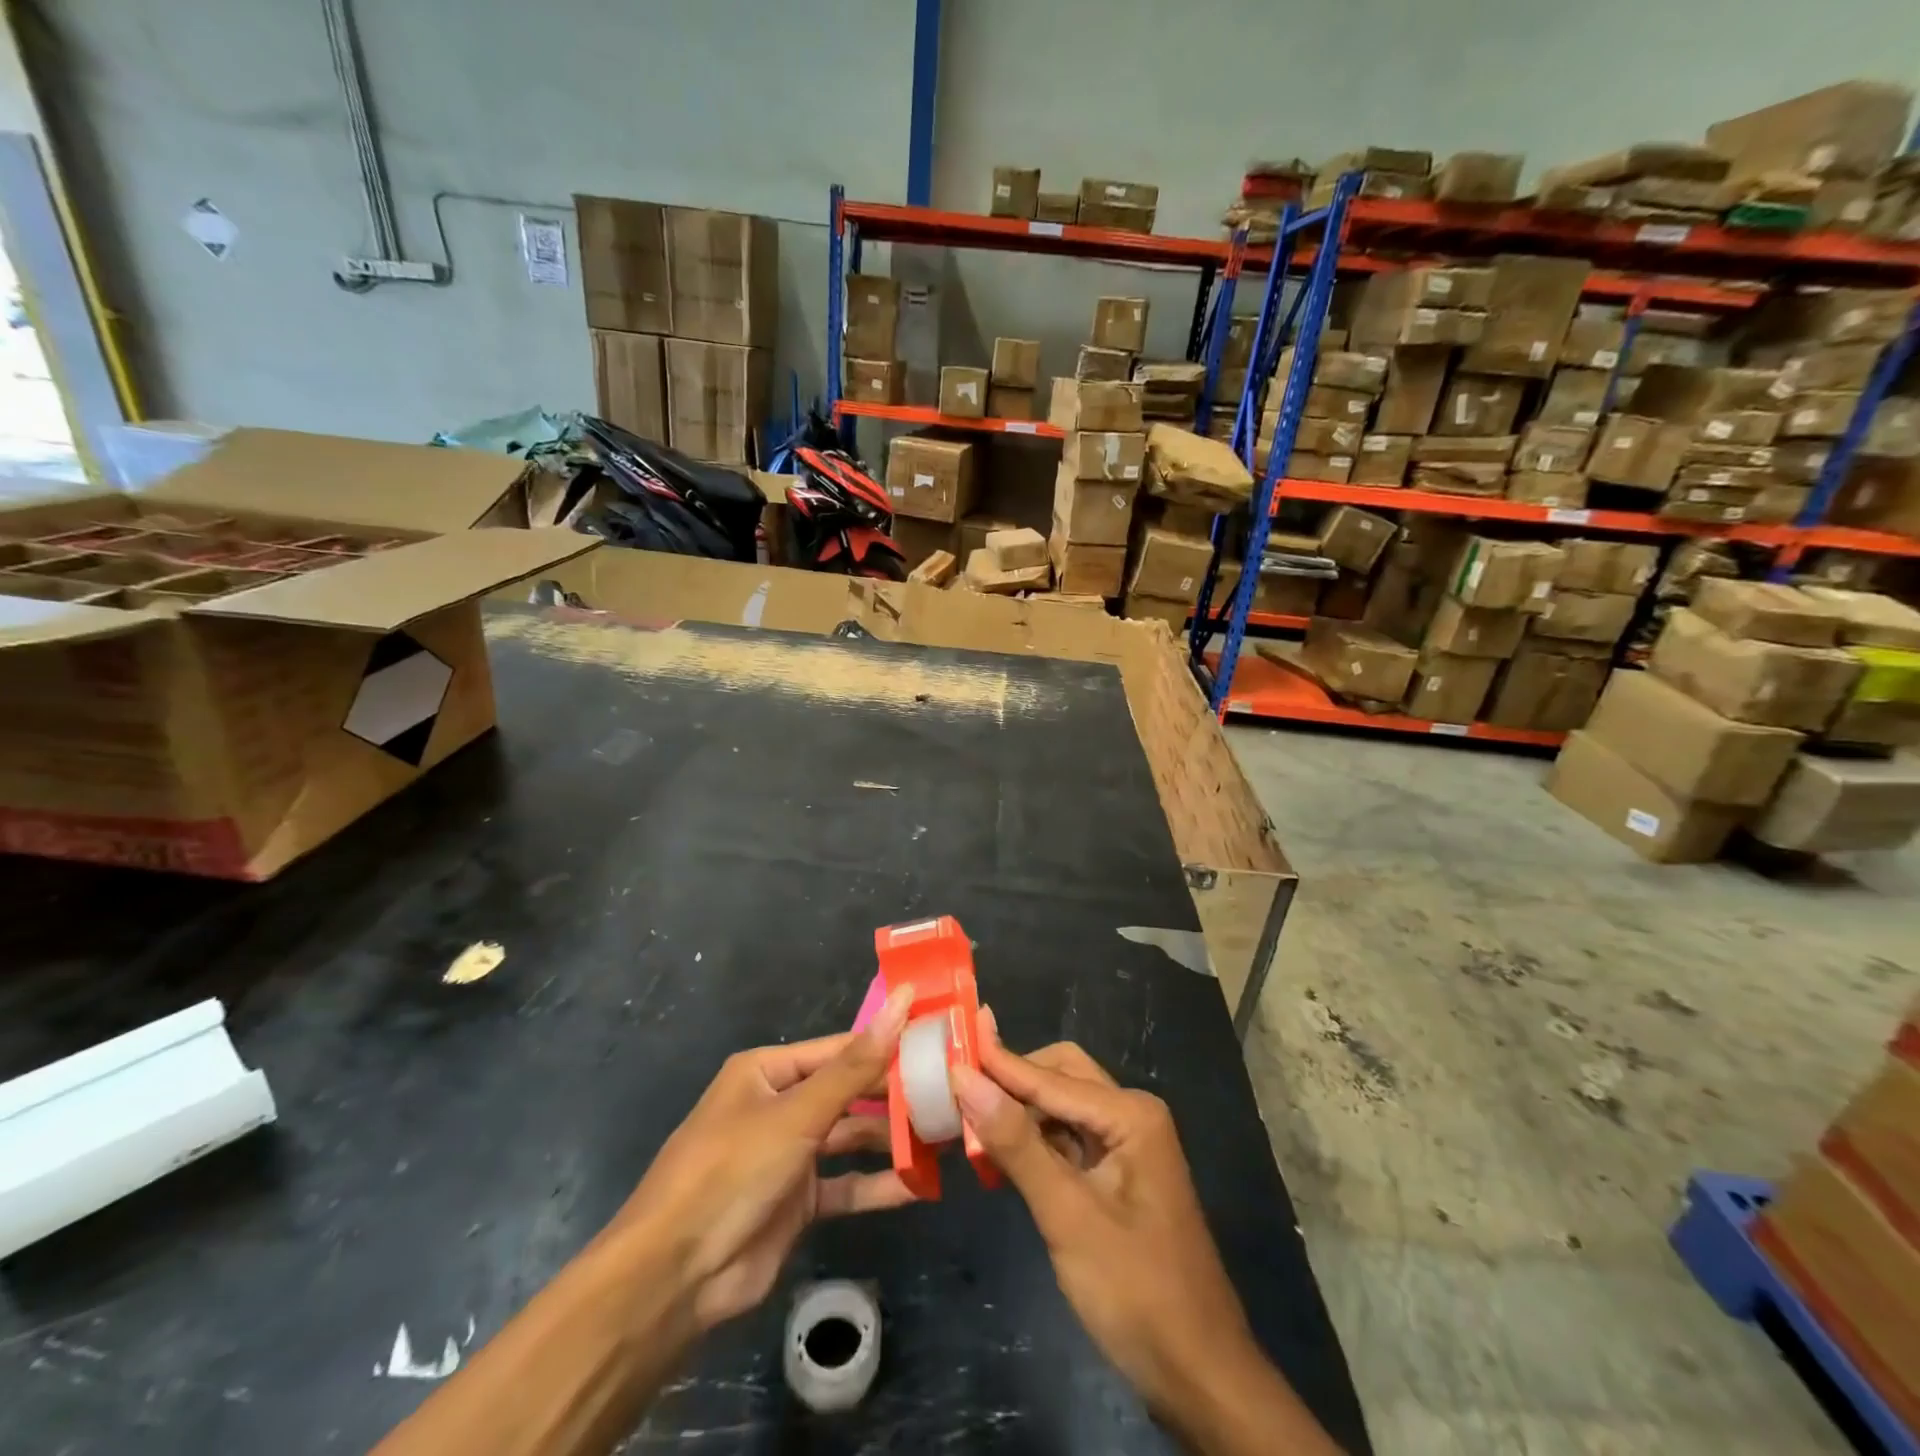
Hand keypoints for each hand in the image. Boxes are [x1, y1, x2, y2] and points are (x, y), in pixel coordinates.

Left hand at [615, 984, 917, 1331]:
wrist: (674, 1278)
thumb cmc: (732, 1170)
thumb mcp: (797, 1113)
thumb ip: (855, 1066)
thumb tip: (903, 1002)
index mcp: (769, 1070)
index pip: (841, 1048)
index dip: (887, 1043)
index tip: (937, 1040)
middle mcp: (780, 1105)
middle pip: (848, 1092)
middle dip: (894, 1094)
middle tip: (951, 1091)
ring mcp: (789, 1155)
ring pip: (850, 1138)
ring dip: (891, 1139)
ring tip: (945, 1135)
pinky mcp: (797, 1202)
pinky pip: (845, 1185)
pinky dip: (877, 1185)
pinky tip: (919, 1185)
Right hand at [951, 1016, 1270, 1431]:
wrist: (1200, 1376)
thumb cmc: (1136, 1292)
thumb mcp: (1068, 1216)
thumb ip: (1016, 1144)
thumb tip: (965, 1077)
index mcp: (1130, 1114)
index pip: (1049, 1077)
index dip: (996, 1065)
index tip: (947, 1048)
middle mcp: (1131, 1115)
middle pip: (1059, 1077)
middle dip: (1011, 1081)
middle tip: (957, 1087)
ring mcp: (1126, 1145)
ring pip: (1061, 1106)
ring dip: (1019, 1111)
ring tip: (966, 1116)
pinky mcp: (1117, 1175)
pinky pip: (1067, 1139)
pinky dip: (1033, 1141)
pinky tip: (999, 1153)